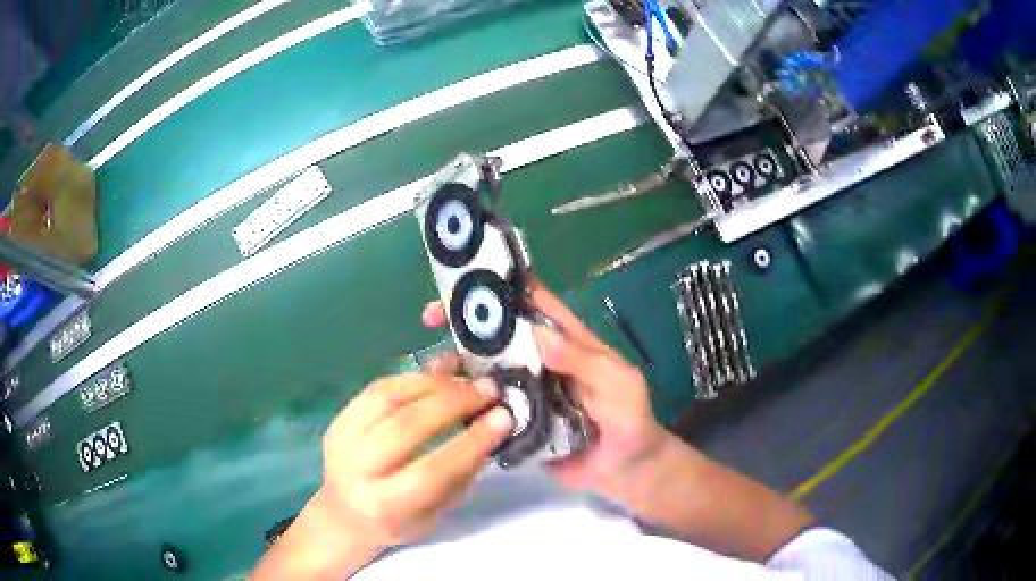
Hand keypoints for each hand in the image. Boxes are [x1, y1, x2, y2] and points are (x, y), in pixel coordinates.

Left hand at [319, 372, 512, 547]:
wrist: (345, 514)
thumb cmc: (398, 520)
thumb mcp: (436, 513)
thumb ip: (460, 473)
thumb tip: (490, 424)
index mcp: (385, 507)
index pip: (431, 472)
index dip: (470, 442)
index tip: (503, 417)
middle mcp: (357, 472)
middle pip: (405, 428)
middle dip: (453, 403)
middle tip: (488, 390)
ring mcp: (341, 441)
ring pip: (388, 399)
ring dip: (433, 384)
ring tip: (465, 378)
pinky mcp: (337, 419)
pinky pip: (376, 388)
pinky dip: (411, 378)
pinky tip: (437, 376)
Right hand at [421, 280, 668, 496]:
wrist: (623, 470)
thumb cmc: (629, 419)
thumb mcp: (617, 384)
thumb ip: (584, 361)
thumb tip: (538, 335)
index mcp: (565, 340)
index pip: (533, 302)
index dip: (502, 283)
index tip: (465, 277)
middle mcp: (538, 360)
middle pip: (497, 333)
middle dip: (463, 320)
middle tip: (431, 318)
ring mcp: (523, 391)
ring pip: (483, 369)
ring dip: (456, 363)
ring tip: (434, 369)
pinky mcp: (513, 422)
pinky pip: (484, 408)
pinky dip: (463, 403)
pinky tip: (442, 404)